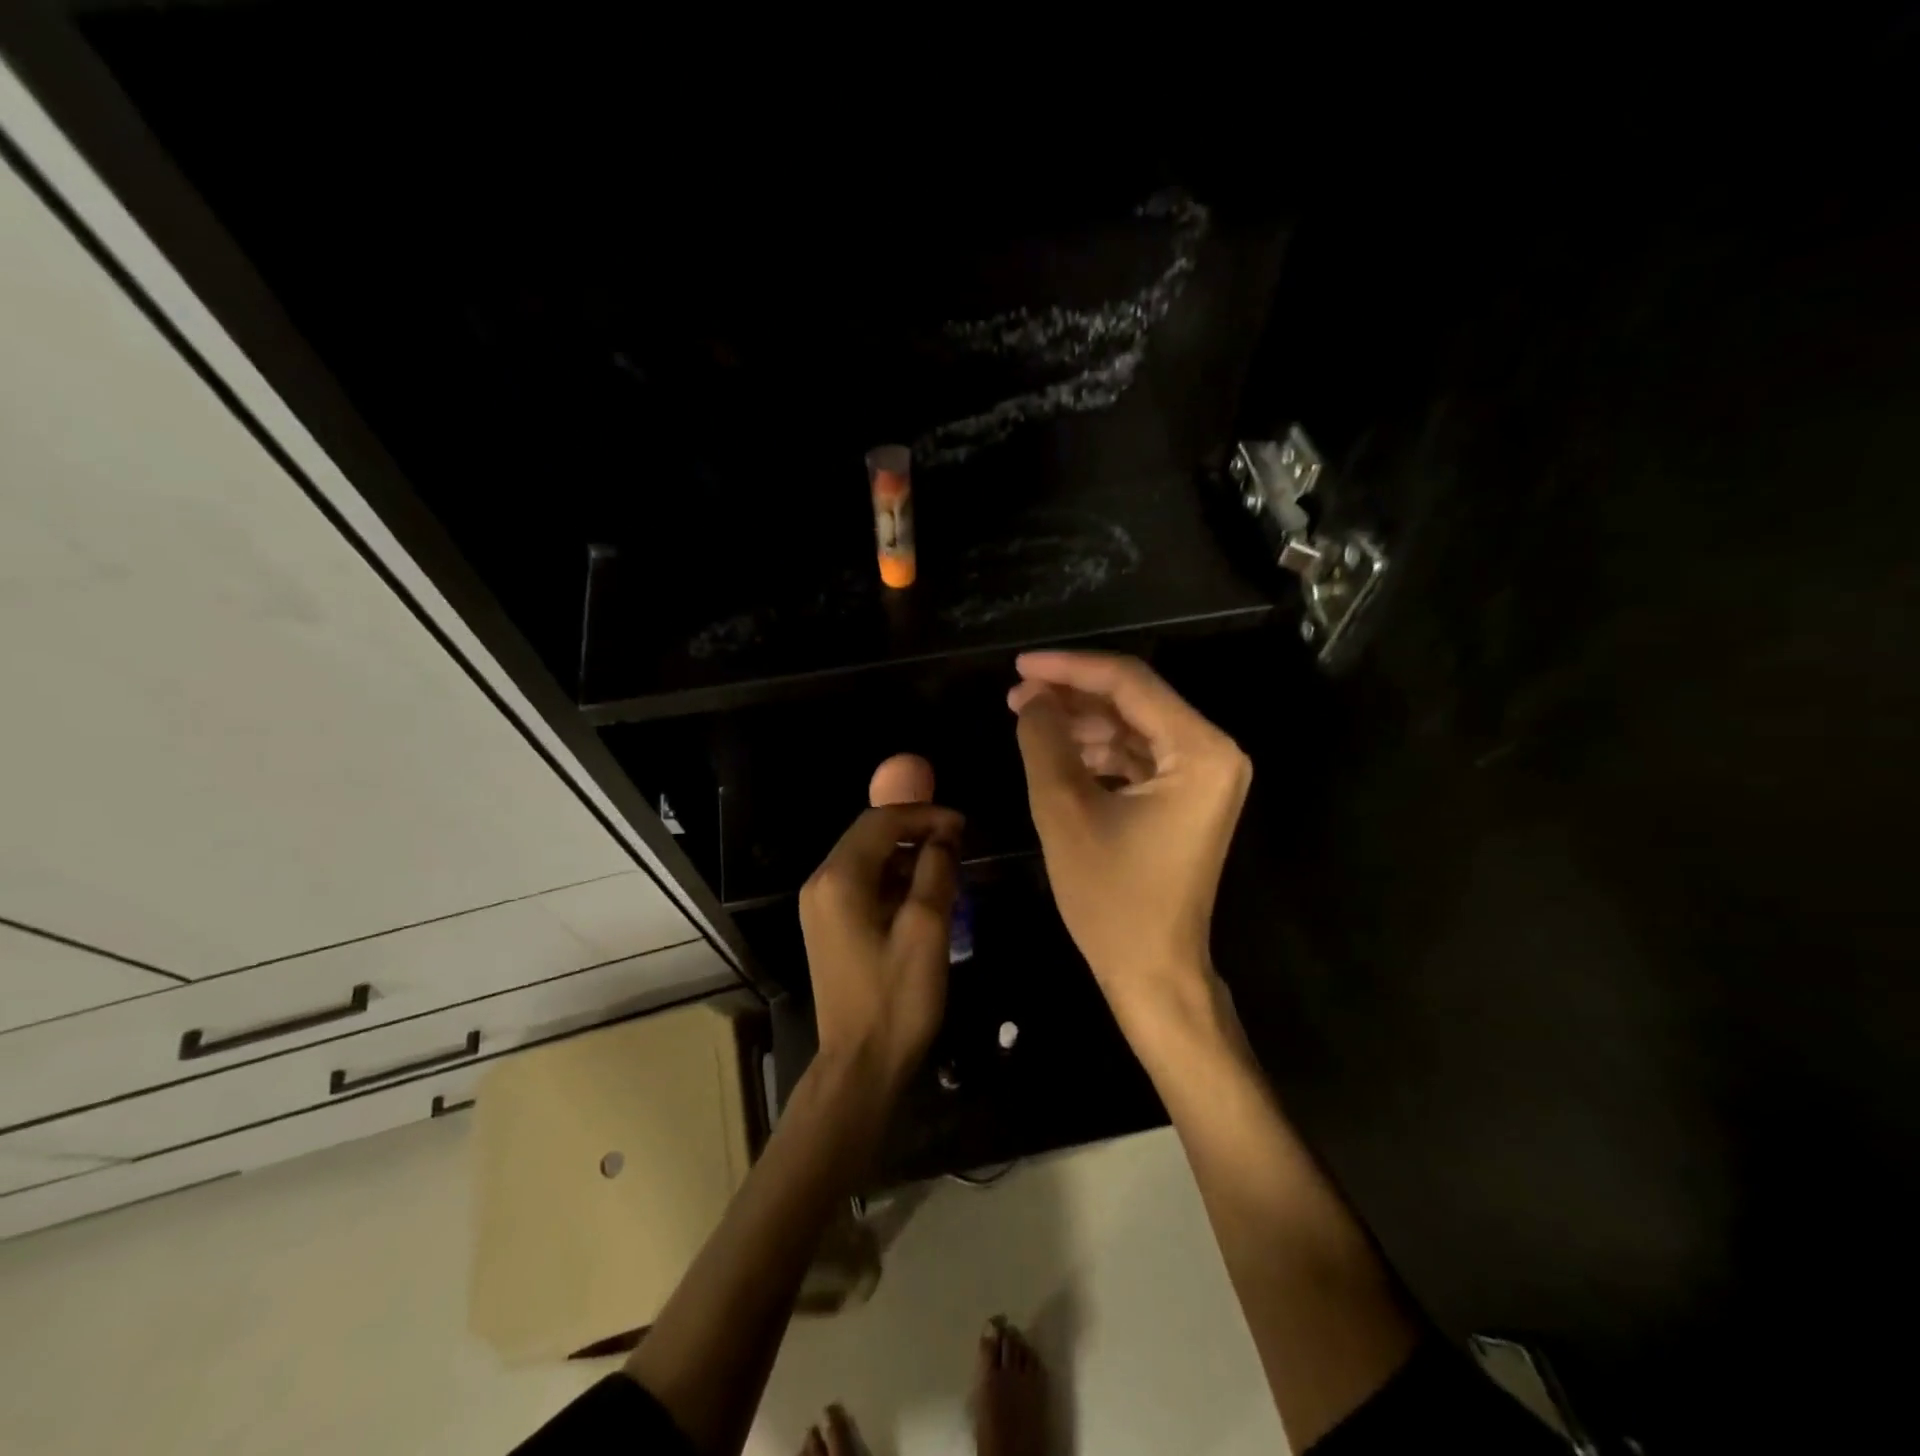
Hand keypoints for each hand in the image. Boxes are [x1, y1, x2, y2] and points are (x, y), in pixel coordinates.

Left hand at [799, 803, 964, 1089]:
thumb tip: (944, 836)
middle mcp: (821, 883)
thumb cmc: (896, 998)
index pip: (881, 821)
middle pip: (870, 835)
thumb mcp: (927, 929)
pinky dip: (892, 879)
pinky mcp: (827, 925)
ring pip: (866, 858)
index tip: (963, 826)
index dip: (925, 815)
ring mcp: (819, 906)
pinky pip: (861, 884)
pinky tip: (921, 894)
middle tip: (958, 842)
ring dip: (906, 855)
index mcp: (839, 879)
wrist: (860, 1064)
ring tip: (947, 868)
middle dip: (916, 831)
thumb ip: (936, 870)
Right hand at [1009, 651, 1250, 1024]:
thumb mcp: (1065, 811)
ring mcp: (1203, 776)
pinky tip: (1055, 750)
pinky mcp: (1186, 797)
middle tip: (1017, 694)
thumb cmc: (1112, 898)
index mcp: (1201, 751)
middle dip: (1072, 695)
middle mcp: (1214, 753)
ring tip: (1026, 719)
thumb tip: (1032, 696)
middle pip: (1135, 701)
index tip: (1019, 664)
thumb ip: (1044, 741)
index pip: (1130, 684)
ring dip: (1081, 722)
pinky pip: (1138, 756)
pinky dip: (1097, 751)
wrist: (1153, 972)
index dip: (1070, 668)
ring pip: (1133, 726)